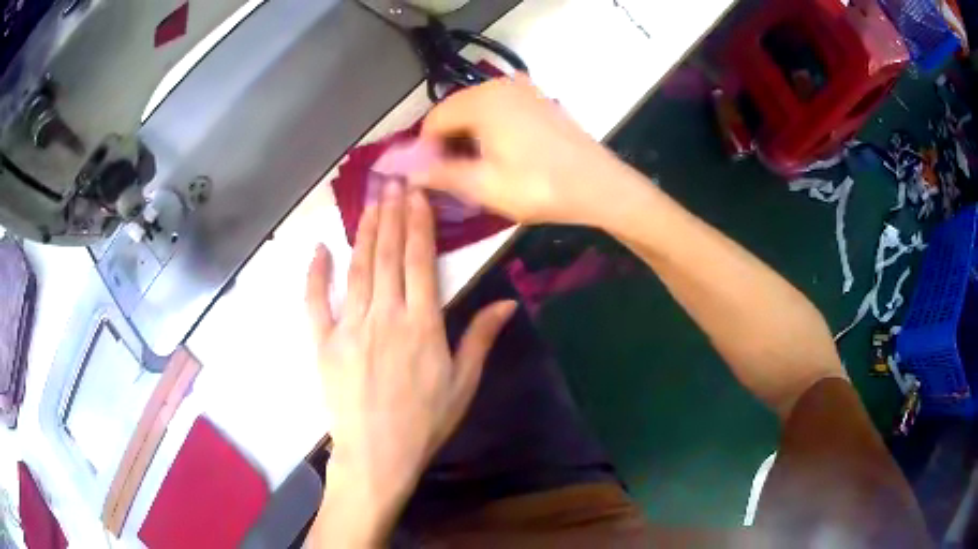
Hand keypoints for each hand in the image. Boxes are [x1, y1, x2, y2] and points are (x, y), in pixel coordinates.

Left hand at [306, 183, 515, 544]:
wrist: (378, 454)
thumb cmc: (425, 421)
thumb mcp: (463, 383)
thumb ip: (480, 338)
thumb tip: (506, 302)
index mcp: (421, 324)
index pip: (419, 261)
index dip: (417, 224)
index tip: (415, 195)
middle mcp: (385, 316)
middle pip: (388, 255)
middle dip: (391, 216)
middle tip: (392, 183)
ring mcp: (350, 327)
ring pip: (357, 269)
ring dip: (363, 233)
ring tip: (368, 203)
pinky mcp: (324, 342)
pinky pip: (316, 302)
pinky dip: (316, 274)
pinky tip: (320, 249)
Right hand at [410, 74, 639, 225]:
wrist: (601, 186)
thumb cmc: (541, 187)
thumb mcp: (484, 185)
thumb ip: (439, 173)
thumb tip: (404, 170)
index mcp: (482, 101)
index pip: (433, 119)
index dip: (424, 149)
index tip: (430, 176)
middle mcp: (500, 86)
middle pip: (454, 111)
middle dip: (446, 142)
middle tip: (452, 176)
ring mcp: (523, 90)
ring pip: (476, 110)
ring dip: (467, 137)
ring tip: (475, 170)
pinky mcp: (538, 100)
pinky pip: (498, 110)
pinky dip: (488, 129)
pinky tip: (498, 155)